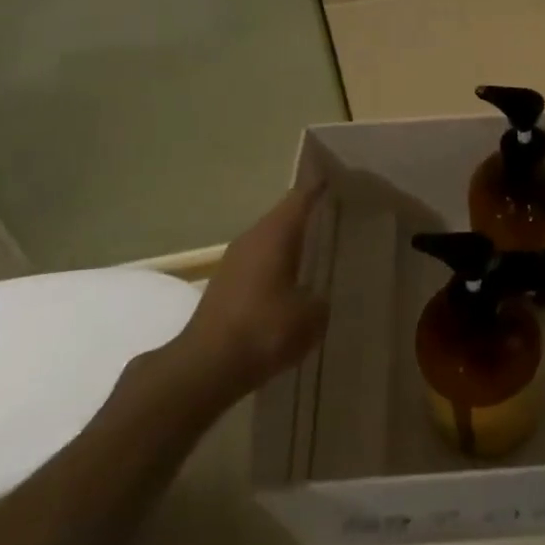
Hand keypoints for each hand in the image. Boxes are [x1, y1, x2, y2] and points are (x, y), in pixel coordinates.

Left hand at [180, 186, 327, 399]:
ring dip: (290, 244)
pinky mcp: (224, 287)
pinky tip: (293, 283)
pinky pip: (258, 265)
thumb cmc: (265, 329)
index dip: (319, 186)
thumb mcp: (312, 315)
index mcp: (275, 233)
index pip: (301, 196)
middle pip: (284, 217)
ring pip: (269, 241)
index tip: (338, 177)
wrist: (207, 367)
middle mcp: (252, 238)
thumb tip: (317, 296)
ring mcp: (234, 262)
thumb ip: (321, 298)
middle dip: (308, 216)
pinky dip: (277, 267)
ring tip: (320, 249)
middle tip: (338, 216)